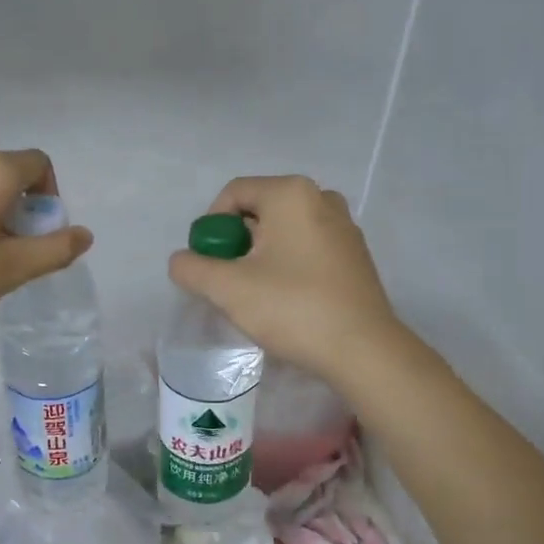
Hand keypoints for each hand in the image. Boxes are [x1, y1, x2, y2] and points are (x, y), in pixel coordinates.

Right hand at [168, 175, 406, 381]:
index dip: (211, 227)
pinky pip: (308, 248)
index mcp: (290, 193)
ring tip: (257, 295)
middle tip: (229, 283)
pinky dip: (288, 266)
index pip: (233, 194)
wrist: (362, 349)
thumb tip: (181, 261)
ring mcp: (344, 226)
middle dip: (236, 244)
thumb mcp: (228, 289)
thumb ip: (192, 269)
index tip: (209, 265)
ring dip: (261, 257)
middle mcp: (321, 198)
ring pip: (284, 232)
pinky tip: (288, 301)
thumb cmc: (293, 308)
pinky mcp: (355, 255)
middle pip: (259, 211)